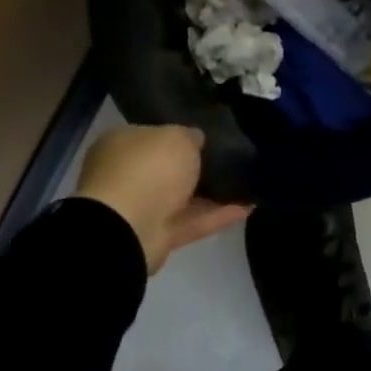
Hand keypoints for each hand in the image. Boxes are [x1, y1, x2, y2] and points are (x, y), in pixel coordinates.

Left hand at [73, 126, 248, 273]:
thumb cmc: (148, 168)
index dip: (180, 135)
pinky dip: (219, 215)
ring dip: (213, 193)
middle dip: (196, 166)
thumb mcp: (177, 137)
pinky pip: (194, 221)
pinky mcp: (159, 236)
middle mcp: (127, 175)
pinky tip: (249, 205)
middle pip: (167, 168)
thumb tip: (196, 139)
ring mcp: (142, 208)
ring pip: (183, 197)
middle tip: (231, 158)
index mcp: (122, 144)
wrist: (127, 228)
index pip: (153, 135)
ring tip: (247, 183)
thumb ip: (190, 136)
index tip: (209, 136)